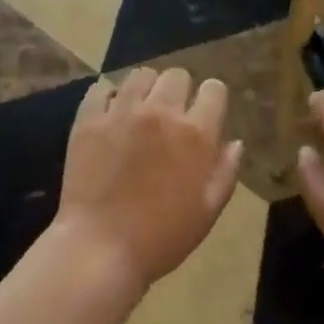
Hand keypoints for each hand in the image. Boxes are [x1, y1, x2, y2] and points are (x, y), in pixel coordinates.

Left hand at [54, 67, 243, 289]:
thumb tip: (235, 142)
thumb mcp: (208, 211)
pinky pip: (101, 88)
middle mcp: (161, 112)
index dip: (212, 99)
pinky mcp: (88, 119)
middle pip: (176, 75)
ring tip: (139, 111)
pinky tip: (110, 115)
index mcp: (196, 134)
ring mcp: (121, 112)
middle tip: (171, 115)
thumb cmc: (162, 237)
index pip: (214, 90)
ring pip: (140, 75)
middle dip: (179, 90)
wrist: (101, 248)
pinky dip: (108, 96)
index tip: (205, 113)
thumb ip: (226, 171)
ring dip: (145, 89)